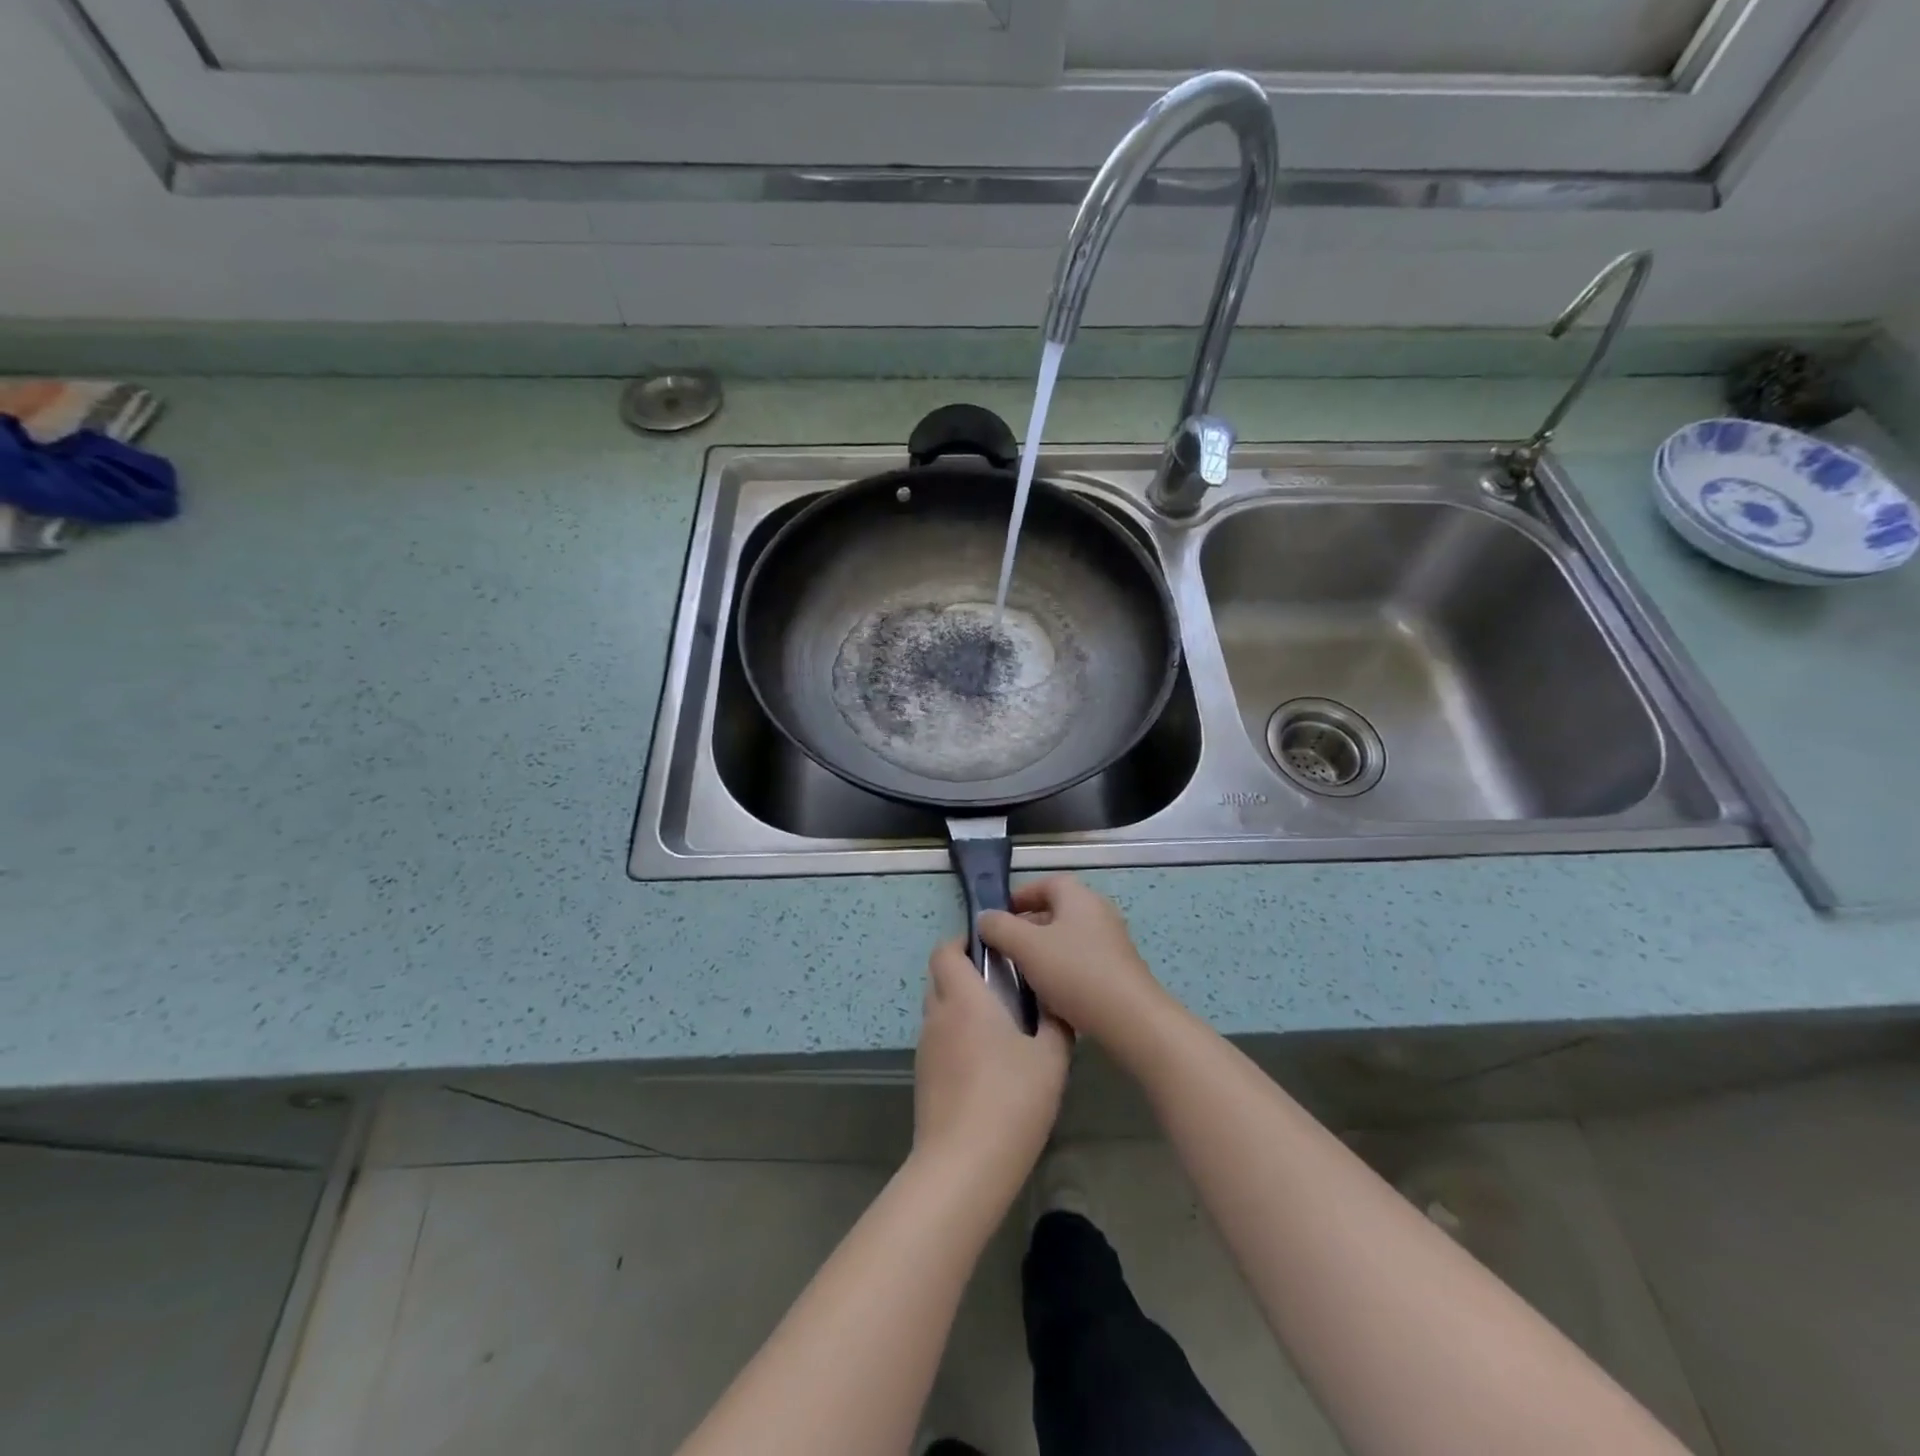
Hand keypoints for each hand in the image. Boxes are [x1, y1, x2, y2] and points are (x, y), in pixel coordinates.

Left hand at [913, 937, 1070, 1196]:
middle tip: (1002, 984)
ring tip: (998, 1026)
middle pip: (939, 977)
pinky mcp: (923, 1077)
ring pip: (938, 1009)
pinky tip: (985, 1064)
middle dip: (964, 971)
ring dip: (960, 1006)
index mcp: (964, 998)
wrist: (963, 1164)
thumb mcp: (1051, 1059)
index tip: (992, 948)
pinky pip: (938, 1040)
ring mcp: (926, 1048)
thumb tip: (1056, 1005)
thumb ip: (1055, 1024)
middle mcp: (938, 1015)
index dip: (963, 942)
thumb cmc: (1011, 1100)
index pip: (946, 950)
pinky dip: (956, 1037)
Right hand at [976, 876, 1168, 1046]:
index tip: (998, 917)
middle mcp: (1098, 912)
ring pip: (1067, 937)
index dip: (1020, 896)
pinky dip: (1061, 969)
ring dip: (1043, 950)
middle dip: (1028, 925)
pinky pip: (1081, 960)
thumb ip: (1000, 928)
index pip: (1046, 882)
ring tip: (1021, 972)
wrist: (1131, 1020)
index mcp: (1079, 897)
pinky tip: (1048, 993)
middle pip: (1057, 909)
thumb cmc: (1075, 973)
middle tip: (1004, 947)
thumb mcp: (1026, 947)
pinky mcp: (1117, 970)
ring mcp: (1111, 941)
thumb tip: (985, 917)